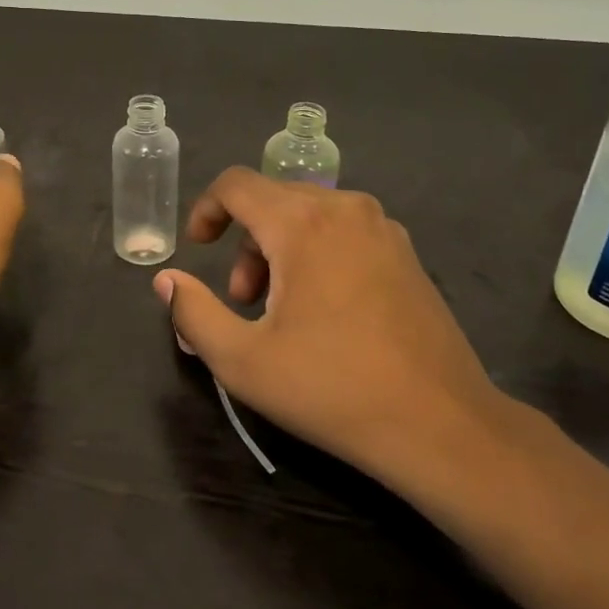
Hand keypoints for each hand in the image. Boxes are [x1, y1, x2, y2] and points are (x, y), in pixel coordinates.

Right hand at [154, 168, 509, 488]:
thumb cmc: (332, 388)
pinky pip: (343, 233)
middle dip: (244, 243)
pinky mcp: (407, 254)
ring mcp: (383, 229)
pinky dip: (316, 255)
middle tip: (241, 301)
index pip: (237, 184)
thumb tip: (166, 280)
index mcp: (303, 222)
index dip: (206, 209)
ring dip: (279, 252)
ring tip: (280, 312)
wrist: (441, 424)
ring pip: (310, 216)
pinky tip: (324, 312)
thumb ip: (193, 312)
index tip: (197, 248)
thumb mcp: (242, 360)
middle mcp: (345, 209)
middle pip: (273, 200)